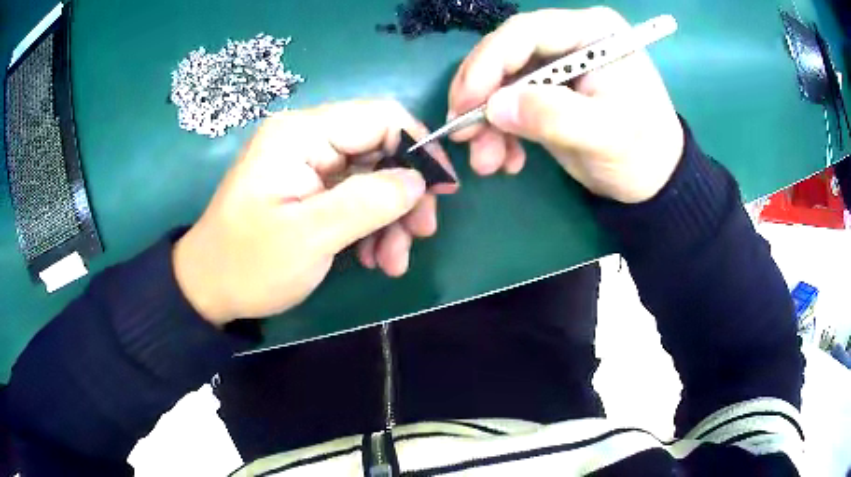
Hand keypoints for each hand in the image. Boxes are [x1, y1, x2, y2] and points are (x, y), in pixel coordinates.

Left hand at [173, 100, 456, 325]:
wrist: (208, 289)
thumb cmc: (249, 264)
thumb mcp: (311, 236)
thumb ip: (369, 201)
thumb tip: (418, 180)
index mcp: (301, 134)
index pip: (381, 117)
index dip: (420, 147)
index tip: (443, 190)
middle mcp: (307, 138)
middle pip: (380, 148)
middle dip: (405, 193)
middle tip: (421, 235)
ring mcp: (307, 164)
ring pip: (372, 177)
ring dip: (390, 218)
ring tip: (392, 262)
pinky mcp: (308, 188)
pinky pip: (353, 196)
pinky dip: (370, 226)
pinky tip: (373, 259)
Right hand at [449, 7, 683, 202]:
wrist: (654, 181)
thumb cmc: (643, 153)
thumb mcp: (606, 136)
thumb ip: (554, 116)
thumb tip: (493, 107)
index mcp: (593, 33)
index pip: (527, 33)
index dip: (488, 63)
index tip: (465, 102)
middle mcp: (570, 40)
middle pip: (507, 55)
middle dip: (482, 97)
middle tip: (464, 136)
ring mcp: (557, 66)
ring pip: (503, 82)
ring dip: (487, 123)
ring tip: (487, 162)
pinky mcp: (549, 91)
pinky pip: (511, 104)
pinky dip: (502, 132)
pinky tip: (507, 159)